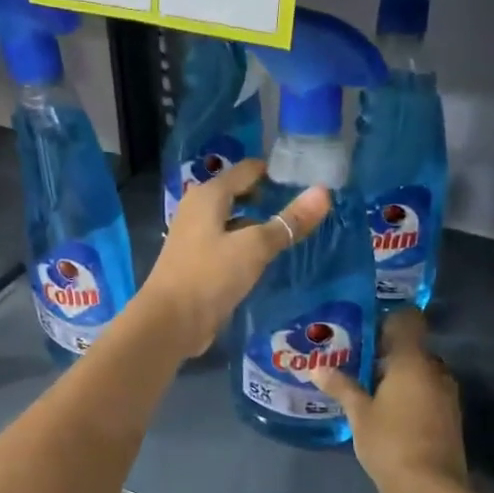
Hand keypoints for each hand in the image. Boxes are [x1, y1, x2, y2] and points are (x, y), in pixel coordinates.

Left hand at [136, 160, 330, 358]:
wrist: (170, 322)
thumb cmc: (210, 275)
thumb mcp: (255, 247)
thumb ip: (289, 221)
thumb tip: (324, 192)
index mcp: (208, 196)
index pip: (247, 170)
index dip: (275, 171)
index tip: (307, 177)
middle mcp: (198, 210)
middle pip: (239, 194)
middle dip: (269, 197)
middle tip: (304, 204)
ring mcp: (195, 237)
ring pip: (234, 221)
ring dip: (258, 224)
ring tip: (293, 229)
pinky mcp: (197, 262)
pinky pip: (228, 244)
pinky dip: (247, 245)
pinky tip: (267, 257)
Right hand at [312, 309, 467, 492]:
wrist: (431, 489)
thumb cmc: (391, 443)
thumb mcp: (359, 415)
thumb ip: (342, 387)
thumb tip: (317, 368)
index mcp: (413, 361)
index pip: (408, 321)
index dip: (387, 321)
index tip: (363, 330)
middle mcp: (435, 370)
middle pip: (411, 348)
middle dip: (386, 353)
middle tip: (355, 362)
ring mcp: (446, 394)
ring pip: (419, 372)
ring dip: (398, 376)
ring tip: (367, 389)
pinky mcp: (450, 416)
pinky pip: (427, 392)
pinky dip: (409, 394)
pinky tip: (387, 411)